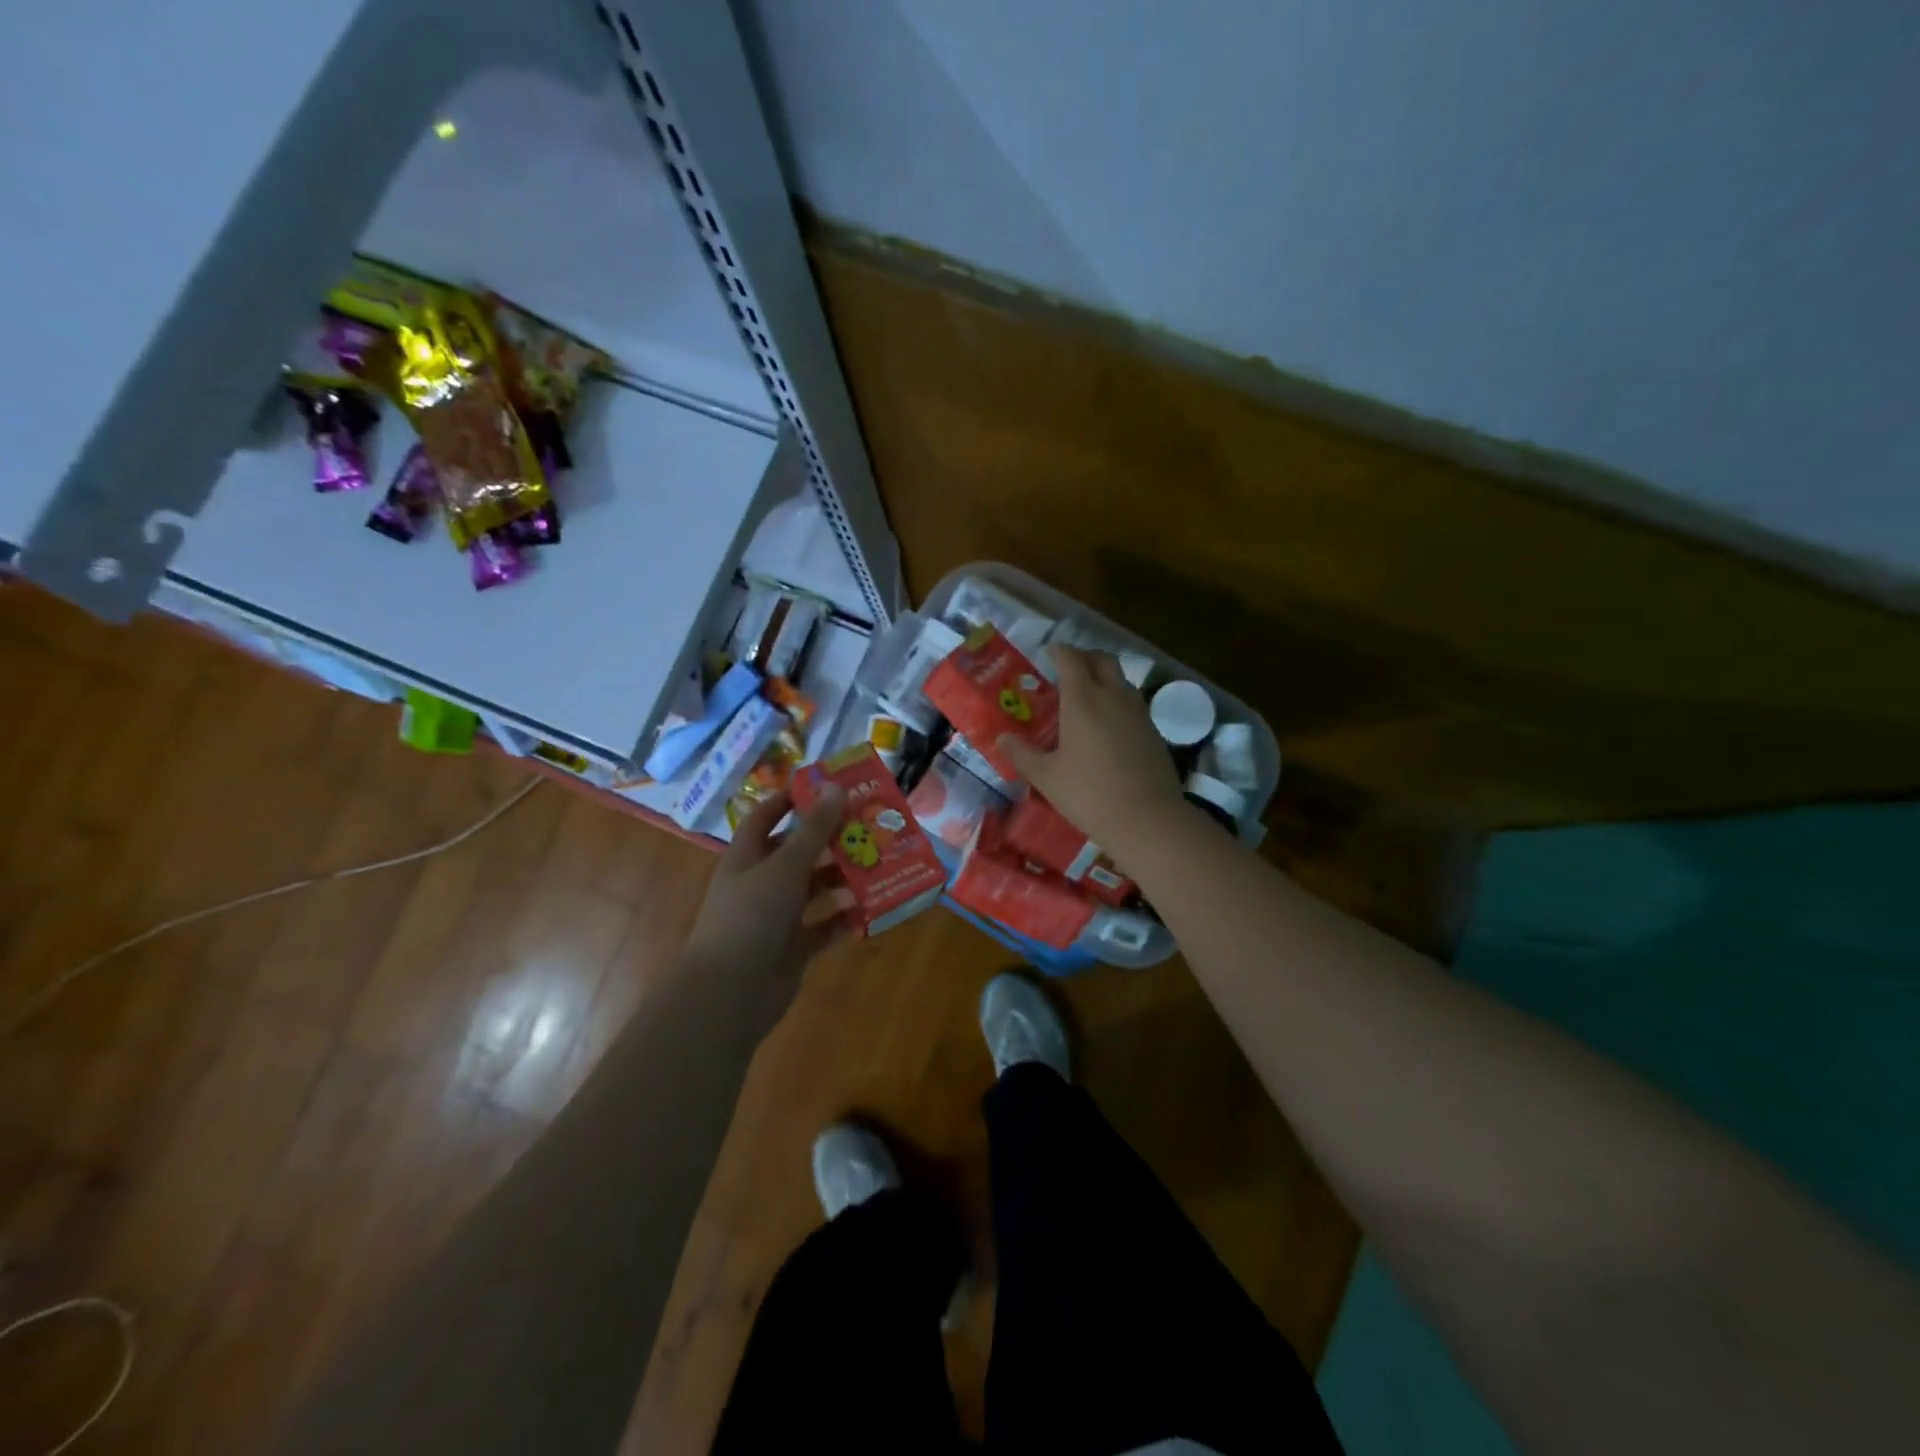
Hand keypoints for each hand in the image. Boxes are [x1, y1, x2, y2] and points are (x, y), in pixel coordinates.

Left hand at [681, 785, 856, 1035]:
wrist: (730, 993)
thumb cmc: (751, 917)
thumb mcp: (785, 867)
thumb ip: (813, 831)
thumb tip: (837, 789)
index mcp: (747, 857)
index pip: (766, 817)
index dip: (791, 800)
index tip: (826, 788)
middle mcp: (761, 883)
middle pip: (798, 853)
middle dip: (830, 839)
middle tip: (869, 824)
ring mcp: (778, 917)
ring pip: (815, 889)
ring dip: (843, 877)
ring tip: (880, 861)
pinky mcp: (794, 947)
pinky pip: (826, 926)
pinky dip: (846, 917)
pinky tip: (873, 906)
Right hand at [1000, 646, 1185, 861]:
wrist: (1147, 819)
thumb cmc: (1089, 794)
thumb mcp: (1046, 777)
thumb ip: (1021, 754)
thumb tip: (1001, 738)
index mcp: (1083, 700)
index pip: (1071, 659)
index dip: (1058, 651)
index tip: (1048, 653)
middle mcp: (1113, 696)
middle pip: (1102, 659)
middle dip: (1084, 657)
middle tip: (1067, 669)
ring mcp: (1138, 712)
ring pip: (1121, 679)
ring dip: (1103, 677)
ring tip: (1086, 696)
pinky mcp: (1153, 731)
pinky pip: (1132, 702)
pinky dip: (1117, 700)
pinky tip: (1107, 725)